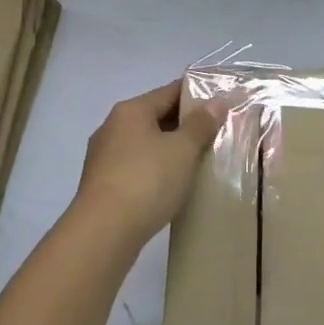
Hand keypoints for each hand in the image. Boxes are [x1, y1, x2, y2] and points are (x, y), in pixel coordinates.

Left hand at [74, 82, 225, 247]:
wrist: (103, 233)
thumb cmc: (146, 181)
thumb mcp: (182, 150)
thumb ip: (201, 124)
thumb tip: (216, 101)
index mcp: (131, 111)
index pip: (169, 91)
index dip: (196, 94)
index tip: (220, 101)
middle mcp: (113, 127)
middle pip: (156, 116)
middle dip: (185, 124)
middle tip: (216, 133)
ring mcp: (104, 157)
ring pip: (146, 144)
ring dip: (170, 149)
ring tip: (199, 160)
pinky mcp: (103, 184)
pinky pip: (136, 167)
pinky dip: (156, 169)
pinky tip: (172, 185)